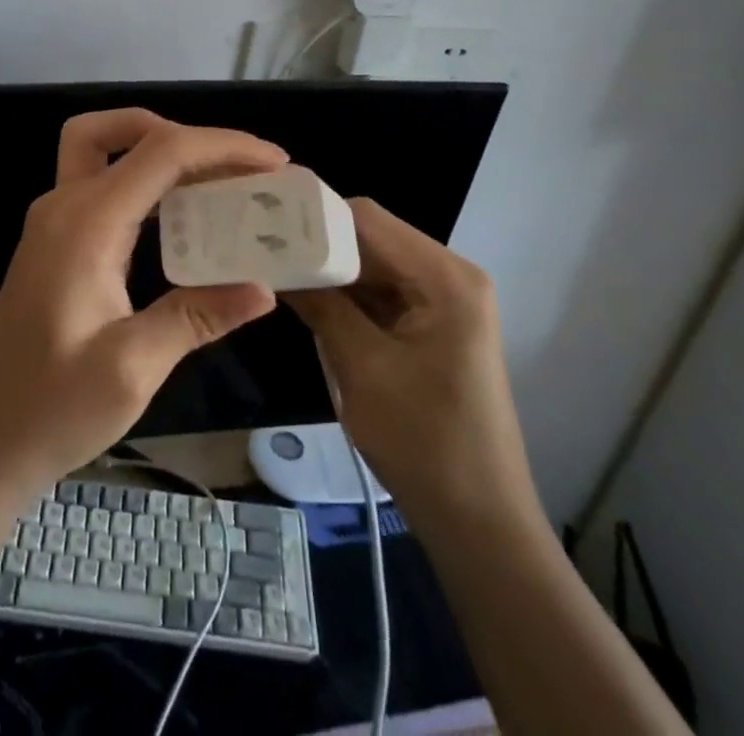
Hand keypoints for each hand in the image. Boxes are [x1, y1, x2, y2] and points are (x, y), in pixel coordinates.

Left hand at [0, 110, 283, 562]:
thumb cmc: (50, 409)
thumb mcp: (131, 369)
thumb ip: (196, 317)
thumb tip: (263, 288)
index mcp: (85, 224)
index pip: (161, 153)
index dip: (222, 146)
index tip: (275, 163)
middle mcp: (65, 205)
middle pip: (122, 132)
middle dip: (184, 134)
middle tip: (237, 168)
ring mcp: (54, 221)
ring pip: (106, 150)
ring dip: (161, 152)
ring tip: (220, 184)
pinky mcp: (55, 241)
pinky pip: (104, 185)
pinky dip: (145, 182)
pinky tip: (181, 218)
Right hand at [285, 199, 540, 531]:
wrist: (480, 525)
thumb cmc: (426, 444)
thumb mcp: (362, 368)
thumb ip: (321, 304)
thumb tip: (274, 261)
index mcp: (446, 278)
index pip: (368, 219)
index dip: (315, 219)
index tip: (265, 228)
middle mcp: (450, 276)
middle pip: (371, 238)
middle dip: (319, 246)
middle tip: (262, 250)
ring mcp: (444, 301)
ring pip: (372, 265)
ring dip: (330, 272)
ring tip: (275, 271)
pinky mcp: (433, 325)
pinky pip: (382, 293)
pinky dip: (347, 296)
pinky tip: (308, 300)